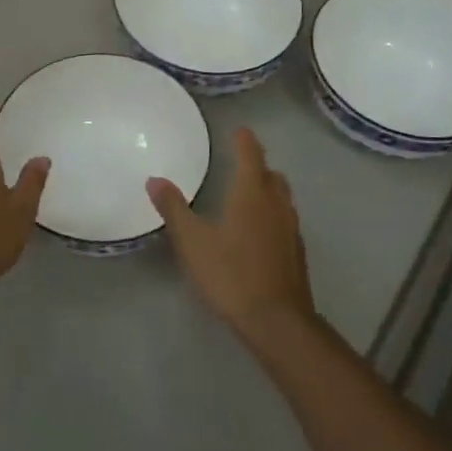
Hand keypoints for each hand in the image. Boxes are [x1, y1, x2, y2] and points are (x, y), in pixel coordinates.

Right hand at [147, 127, 314, 343]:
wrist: (276, 320)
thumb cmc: (231, 274)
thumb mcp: (193, 241)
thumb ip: (174, 208)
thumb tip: (154, 179)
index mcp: (252, 194)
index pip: (251, 155)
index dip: (245, 141)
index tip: (240, 130)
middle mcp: (277, 205)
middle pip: (271, 175)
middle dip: (258, 165)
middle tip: (241, 162)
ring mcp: (291, 229)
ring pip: (282, 198)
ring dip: (268, 189)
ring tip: (250, 193)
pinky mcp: (296, 252)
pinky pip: (286, 220)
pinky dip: (273, 214)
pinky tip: (260, 231)